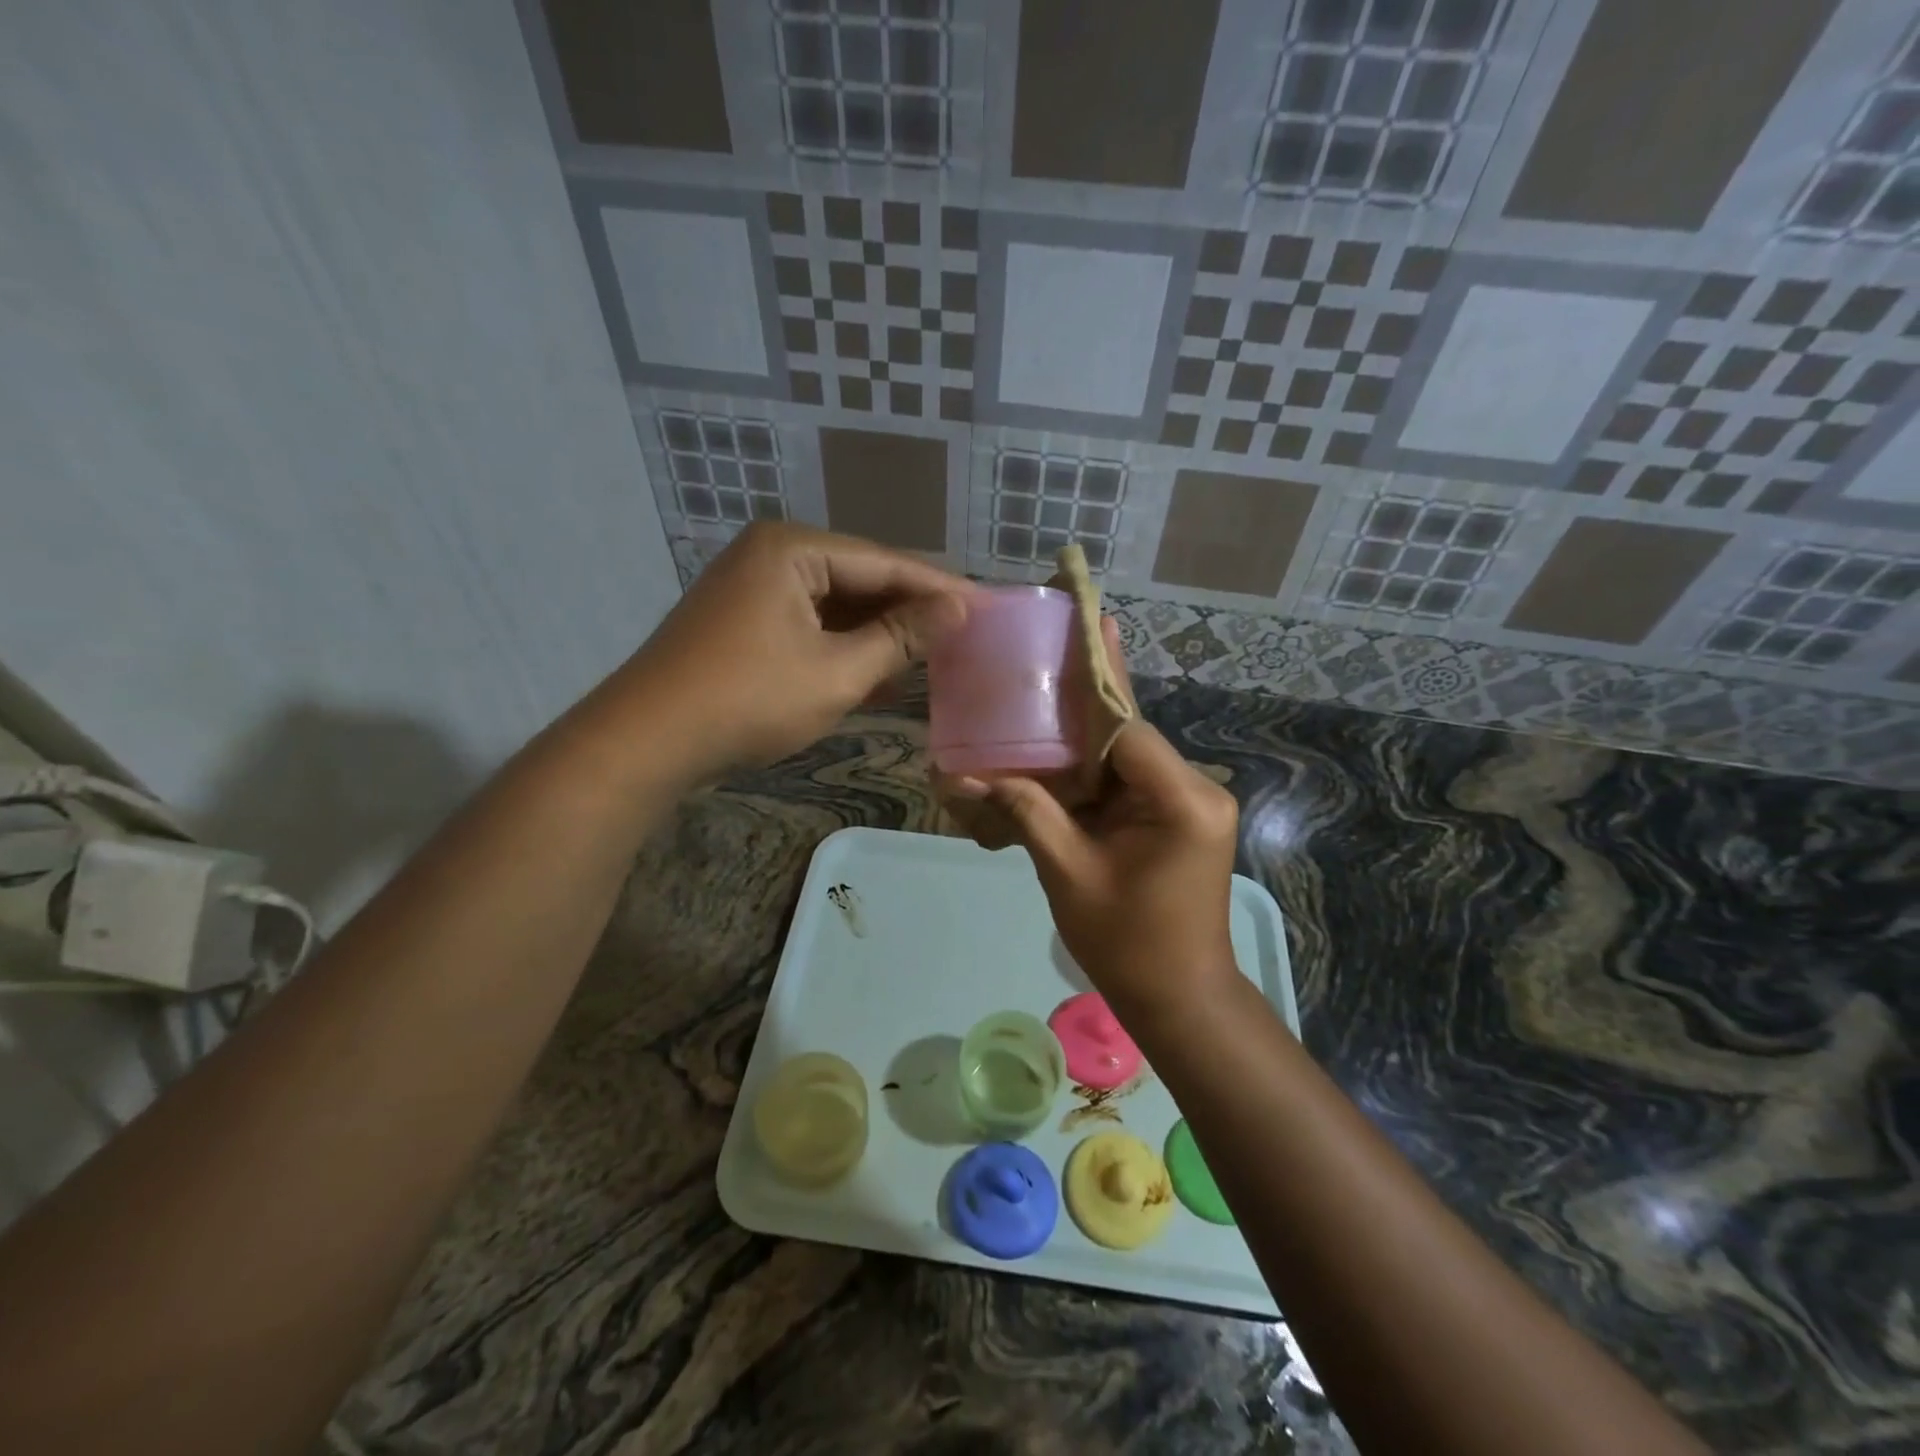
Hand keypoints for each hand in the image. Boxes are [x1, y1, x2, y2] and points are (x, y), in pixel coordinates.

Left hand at [617, 524, 970, 779]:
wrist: (648, 742)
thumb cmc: (750, 700)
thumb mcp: (838, 671)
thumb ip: (901, 638)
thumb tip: (958, 610)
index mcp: (793, 549)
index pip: (886, 562)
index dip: (939, 588)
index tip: (988, 607)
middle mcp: (772, 555)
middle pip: (861, 579)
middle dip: (910, 611)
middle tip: (965, 635)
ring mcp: (753, 588)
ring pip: (837, 606)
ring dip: (880, 634)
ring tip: (934, 656)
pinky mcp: (744, 622)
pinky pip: (810, 625)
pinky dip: (844, 648)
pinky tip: (881, 673)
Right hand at [960, 718, 1240, 1023]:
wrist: (1177, 998)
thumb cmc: (1125, 942)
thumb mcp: (1067, 872)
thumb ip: (1025, 811)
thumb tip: (963, 776)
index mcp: (1184, 800)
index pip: (1125, 731)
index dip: (1073, 720)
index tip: (1023, 715)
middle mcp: (1200, 790)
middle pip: (1126, 743)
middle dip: (1070, 745)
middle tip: (1014, 739)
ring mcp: (1196, 804)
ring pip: (1127, 763)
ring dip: (1079, 768)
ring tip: (1025, 763)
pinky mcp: (1184, 818)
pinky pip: (1133, 787)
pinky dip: (1095, 789)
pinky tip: (1054, 791)